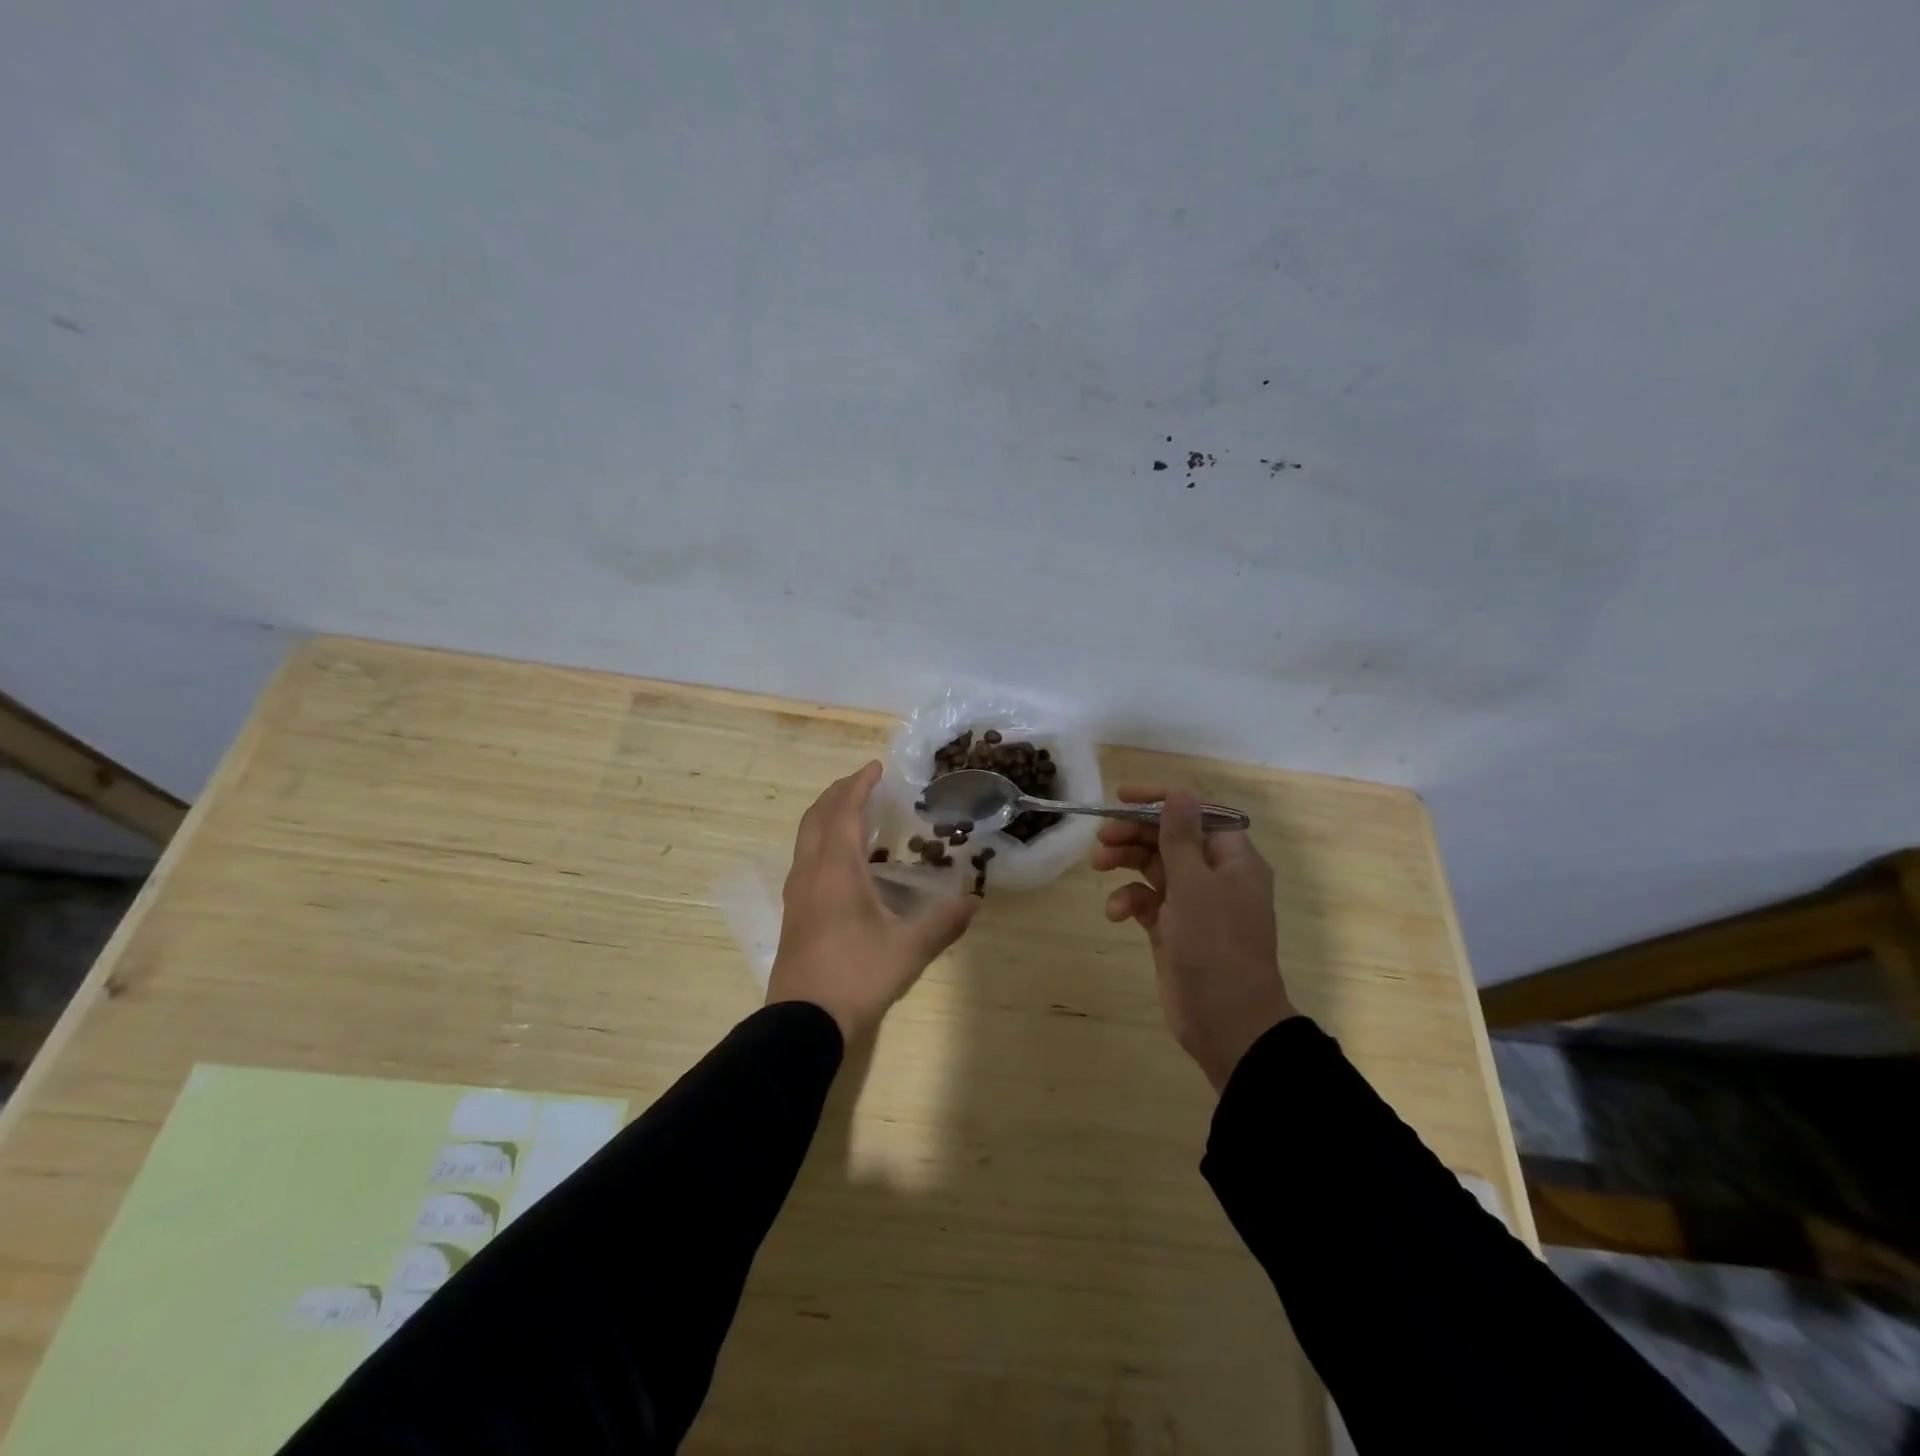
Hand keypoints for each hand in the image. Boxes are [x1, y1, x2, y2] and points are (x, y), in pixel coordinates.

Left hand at [766, 761, 978, 1041]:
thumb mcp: (908, 950)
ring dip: (827, 816)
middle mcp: (810, 872)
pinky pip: (805, 858)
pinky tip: (842, 861)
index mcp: (835, 870)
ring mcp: (796, 893)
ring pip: (806, 837)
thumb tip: (975, 901)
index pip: (843, 811)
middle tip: (864, 783)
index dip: (858, 785)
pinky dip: (822, 840)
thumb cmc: (856, 977)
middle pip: (817, 817)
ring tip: (854, 814)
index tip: (876, 767)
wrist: (802, 1022)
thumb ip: (943, 923)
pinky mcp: (793, 912)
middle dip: (838, 793)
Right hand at [1092, 787, 1296, 1092]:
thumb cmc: (1215, 946)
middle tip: (1101, 837)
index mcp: (1232, 858)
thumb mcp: (1194, 886)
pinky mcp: (1174, 928)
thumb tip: (1179, 793)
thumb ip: (1180, 837)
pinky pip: (1148, 901)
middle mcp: (1214, 875)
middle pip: (1170, 837)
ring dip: (1126, 861)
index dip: (1159, 801)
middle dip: (1134, 833)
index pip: (1196, 812)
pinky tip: (1116, 913)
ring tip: (1098, 865)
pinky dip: (1129, 900)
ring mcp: (1194, 903)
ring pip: (1154, 866)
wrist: (1227, 1023)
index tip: (1121, 797)